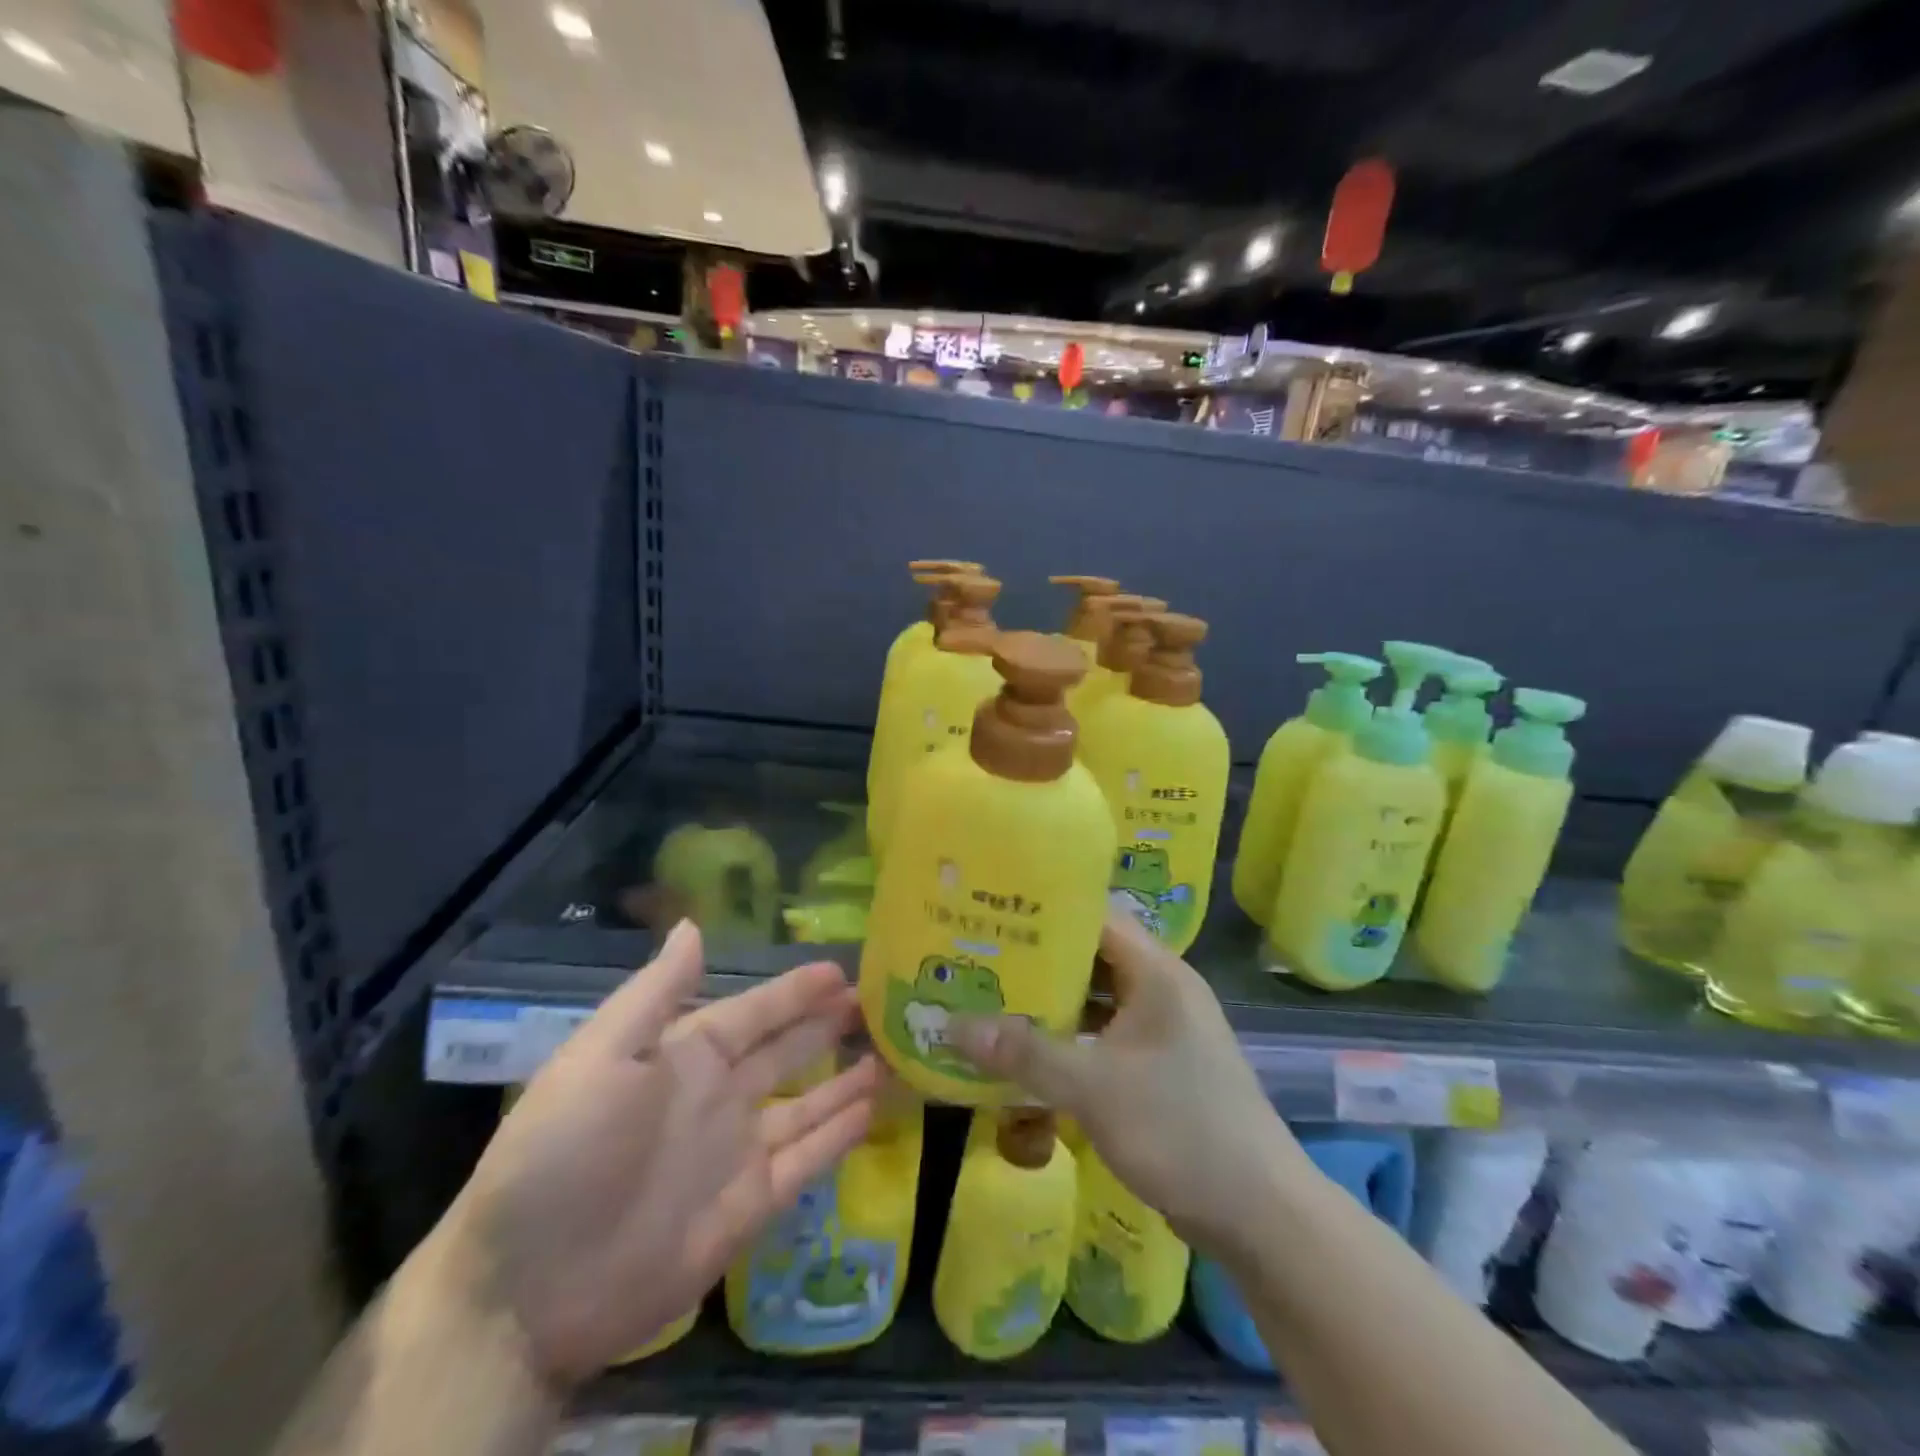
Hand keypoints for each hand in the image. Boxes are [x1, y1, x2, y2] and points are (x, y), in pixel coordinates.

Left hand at [439, 921, 880, 1386]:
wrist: (527, 1291)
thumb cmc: (561, 1155)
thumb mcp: (601, 1057)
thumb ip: (656, 993)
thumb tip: (693, 924)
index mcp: (684, 1058)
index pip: (754, 1013)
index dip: (794, 991)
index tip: (838, 969)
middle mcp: (718, 1098)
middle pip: (787, 1051)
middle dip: (827, 1024)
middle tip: (876, 1000)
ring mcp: (737, 1153)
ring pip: (807, 1103)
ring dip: (845, 1078)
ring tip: (890, 1053)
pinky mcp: (750, 1207)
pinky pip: (807, 1160)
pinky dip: (839, 1135)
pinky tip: (873, 1110)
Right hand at [950, 910, 1309, 1257]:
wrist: (1260, 1214)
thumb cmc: (1180, 1128)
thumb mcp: (1094, 1087)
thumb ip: (1025, 1053)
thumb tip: (952, 1026)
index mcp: (1156, 973)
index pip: (1095, 917)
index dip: (1046, 913)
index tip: (994, 915)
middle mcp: (1161, 990)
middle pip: (1091, 958)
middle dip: (1037, 962)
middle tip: (979, 961)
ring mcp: (1162, 1031)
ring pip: (1096, 1002)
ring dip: (1051, 1006)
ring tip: (991, 1002)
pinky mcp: (1159, 1068)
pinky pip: (1104, 1039)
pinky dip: (1070, 1042)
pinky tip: (1028, 1056)